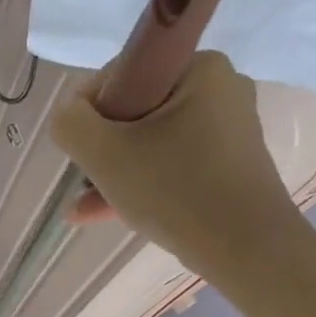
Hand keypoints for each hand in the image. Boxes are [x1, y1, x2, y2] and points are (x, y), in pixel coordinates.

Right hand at [51, 51, 302, 285]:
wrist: (246, 248)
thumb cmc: (175, 190)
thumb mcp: (104, 154)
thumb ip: (71, 123)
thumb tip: (70, 115)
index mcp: (198, 68)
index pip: (124, 73)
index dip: (90, 110)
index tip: (81, 148)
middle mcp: (219, 89)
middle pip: (136, 112)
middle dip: (102, 149)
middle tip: (84, 182)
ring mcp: (226, 130)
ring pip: (151, 143)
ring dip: (114, 172)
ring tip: (82, 209)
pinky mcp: (227, 165)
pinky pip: (171, 164)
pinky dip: (140, 184)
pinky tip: (101, 213)